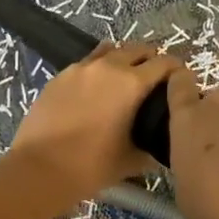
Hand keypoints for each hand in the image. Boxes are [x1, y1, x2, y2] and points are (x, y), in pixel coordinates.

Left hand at [8, 43, 182, 198]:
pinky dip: (99, 69)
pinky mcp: (60, 75)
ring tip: (125, 80)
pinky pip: (87, 63)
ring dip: (124, 59)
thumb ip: (153, 145)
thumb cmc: (90, 167)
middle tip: (156, 81)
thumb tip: (163, 142)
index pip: (165, 63)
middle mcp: (108, 67)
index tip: (181, 81)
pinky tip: (96, 91)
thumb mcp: (132, 160)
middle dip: (151, 60)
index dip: (177, 70)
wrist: (38, 169)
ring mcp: (80, 68)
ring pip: (110, 51)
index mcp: (131, 83)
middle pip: (138, 49)